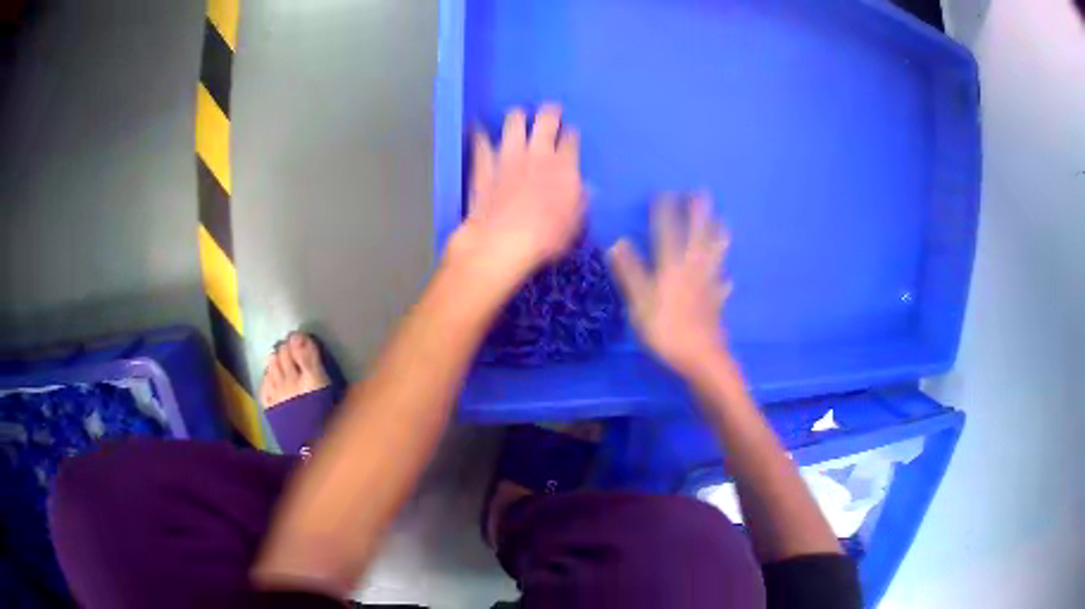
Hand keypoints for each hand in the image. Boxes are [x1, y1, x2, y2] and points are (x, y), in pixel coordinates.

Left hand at [448, 104, 584, 282]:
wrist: (502, 241)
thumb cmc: (545, 238)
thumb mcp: (574, 224)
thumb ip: (580, 201)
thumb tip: (585, 189)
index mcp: (564, 167)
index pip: (570, 140)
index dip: (570, 134)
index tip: (570, 134)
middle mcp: (538, 153)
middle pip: (546, 121)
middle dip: (550, 113)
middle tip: (550, 111)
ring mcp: (509, 155)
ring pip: (514, 122)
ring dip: (518, 117)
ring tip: (518, 115)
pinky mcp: (484, 164)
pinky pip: (481, 142)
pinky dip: (480, 134)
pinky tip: (477, 127)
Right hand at [608, 194, 731, 374]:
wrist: (701, 358)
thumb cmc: (666, 331)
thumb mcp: (640, 303)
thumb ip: (630, 273)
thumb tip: (618, 243)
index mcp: (672, 269)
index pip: (667, 235)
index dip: (665, 214)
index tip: (664, 193)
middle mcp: (693, 272)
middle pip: (697, 239)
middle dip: (698, 216)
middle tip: (702, 195)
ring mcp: (708, 288)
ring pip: (714, 257)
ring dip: (718, 239)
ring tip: (725, 224)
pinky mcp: (716, 305)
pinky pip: (721, 287)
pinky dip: (724, 281)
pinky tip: (729, 279)